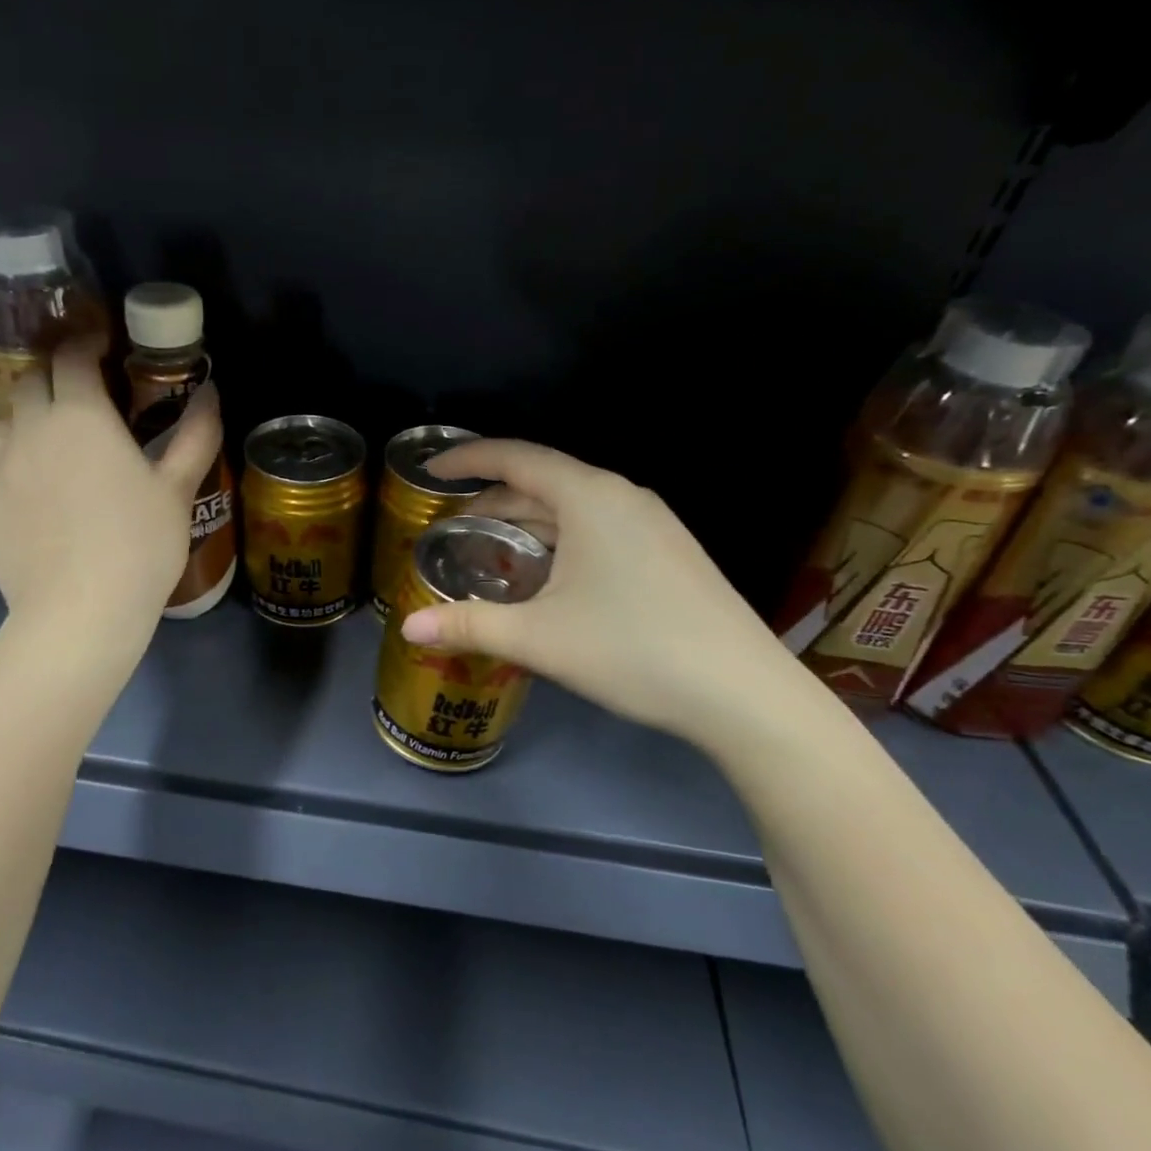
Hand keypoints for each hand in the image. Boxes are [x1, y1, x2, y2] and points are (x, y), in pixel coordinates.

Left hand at [0, 341, 221, 635]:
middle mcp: (31, 430)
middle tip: (83, 391)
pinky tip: (44, 493)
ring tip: (60, 438)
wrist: (78, 612)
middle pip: (30, 379)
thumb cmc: (139, 544)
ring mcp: (2, 470)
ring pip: (8, 421)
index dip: (86, 344)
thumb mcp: (177, 488)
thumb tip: (212, 392)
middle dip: (54, 373)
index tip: (103, 347)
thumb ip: (195, 435)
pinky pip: (0, 468)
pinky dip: (20, 462)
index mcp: (80, 415)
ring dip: (32, 415)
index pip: (72, 357)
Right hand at [398, 439, 801, 746]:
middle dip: (492, 502)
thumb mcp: (538, 638)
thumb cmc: (631, 649)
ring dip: (526, 525)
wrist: (742, 693)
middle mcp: (621, 496)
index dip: (466, 459)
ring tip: (487, 554)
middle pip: (542, 483)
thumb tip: (408, 629)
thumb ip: (469, 625)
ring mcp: (651, 523)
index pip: (515, 457)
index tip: (430, 472)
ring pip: (571, 509)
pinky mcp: (666, 551)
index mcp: (589, 497)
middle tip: (450, 530)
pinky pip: (597, 529)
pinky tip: (544, 578)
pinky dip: (558, 542)